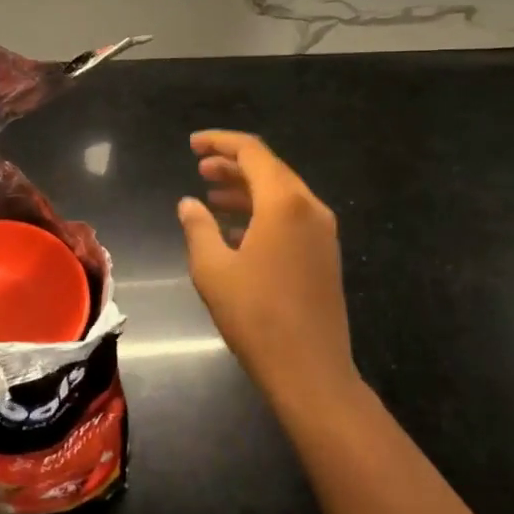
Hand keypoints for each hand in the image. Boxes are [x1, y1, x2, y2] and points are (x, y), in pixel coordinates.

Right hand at [177, 130, 357, 407]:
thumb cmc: (256, 316)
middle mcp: (309, 208)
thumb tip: (189, 203)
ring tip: (211, 193)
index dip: (220, 142)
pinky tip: (235, 229)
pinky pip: (291, 217)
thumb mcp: (213, 269)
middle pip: (269, 169)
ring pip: (281, 193)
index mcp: (284, 203)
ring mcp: (322, 232)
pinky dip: (262, 212)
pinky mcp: (324, 254)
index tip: (192, 144)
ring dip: (246, 188)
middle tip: (199, 168)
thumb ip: (198, 227)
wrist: (310, 371)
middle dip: (232, 164)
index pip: (252, 152)